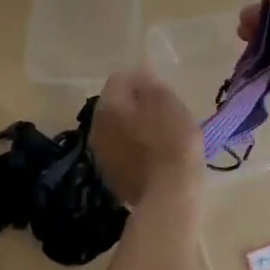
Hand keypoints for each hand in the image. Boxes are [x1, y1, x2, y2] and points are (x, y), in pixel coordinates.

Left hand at [90, 66, 202, 205]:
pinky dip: (133, 152)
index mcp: (109, 105)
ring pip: (116, 131)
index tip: (163, 91)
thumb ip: (150, 83)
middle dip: (135, 105)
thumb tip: (140, 74)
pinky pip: (121, 154)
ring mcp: (101, 155)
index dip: (142, 80)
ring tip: (160, 137)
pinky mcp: (110, 178)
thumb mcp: (169, 103)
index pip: (120, 78)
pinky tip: (154, 159)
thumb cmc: (173, 142)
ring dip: (132, 129)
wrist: (169, 195)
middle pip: (115, 106)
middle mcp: (97, 127)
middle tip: (163, 113)